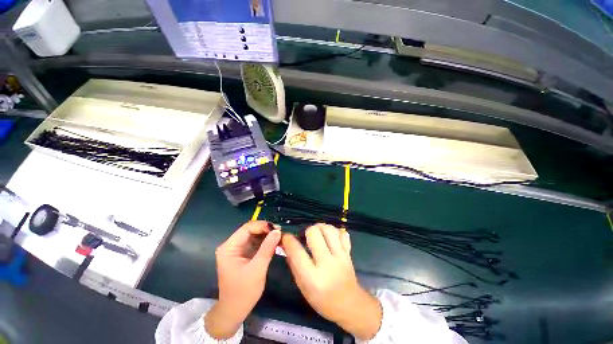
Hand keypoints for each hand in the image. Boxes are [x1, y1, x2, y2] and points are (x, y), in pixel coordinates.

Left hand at [205, 221, 280, 338]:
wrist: (234, 311)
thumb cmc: (243, 292)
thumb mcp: (257, 269)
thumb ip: (267, 248)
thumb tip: (277, 231)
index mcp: (229, 247)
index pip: (247, 228)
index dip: (262, 226)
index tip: (277, 229)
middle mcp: (232, 245)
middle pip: (250, 230)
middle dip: (265, 230)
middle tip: (280, 232)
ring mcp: (237, 250)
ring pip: (254, 235)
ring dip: (267, 235)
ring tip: (280, 236)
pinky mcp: (243, 254)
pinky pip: (255, 243)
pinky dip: (265, 242)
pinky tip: (275, 242)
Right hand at [282, 224, 381, 340]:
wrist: (350, 305)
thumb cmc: (322, 300)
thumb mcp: (302, 288)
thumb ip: (294, 265)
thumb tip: (286, 245)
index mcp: (313, 277)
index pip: (297, 252)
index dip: (289, 240)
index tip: (286, 236)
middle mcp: (327, 264)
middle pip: (314, 233)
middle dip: (307, 231)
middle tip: (306, 236)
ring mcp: (340, 256)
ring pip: (329, 229)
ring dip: (321, 228)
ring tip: (318, 233)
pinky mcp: (348, 253)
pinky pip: (342, 234)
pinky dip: (335, 231)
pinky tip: (330, 237)